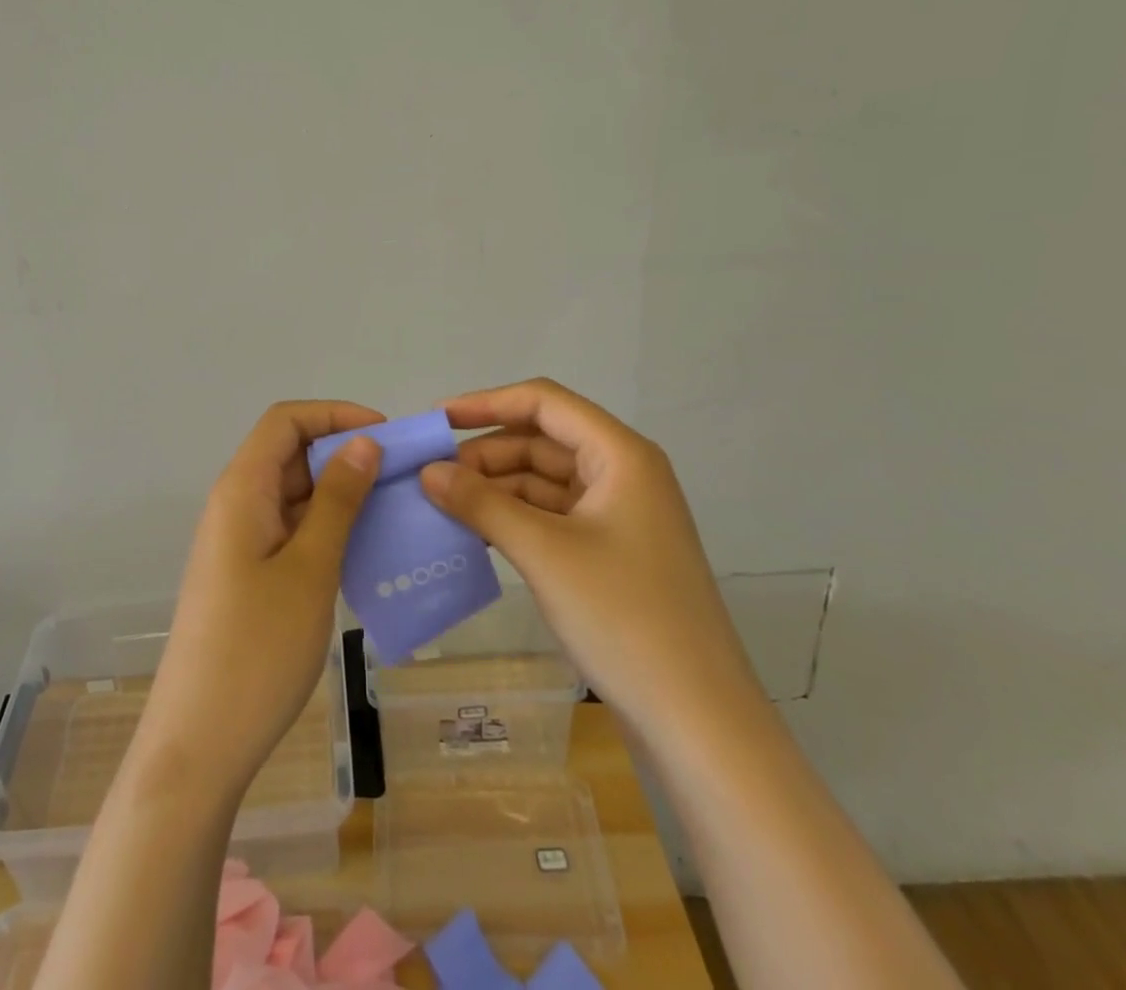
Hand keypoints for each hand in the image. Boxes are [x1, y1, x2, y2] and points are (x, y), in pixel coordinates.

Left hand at [137, 400, 384, 794]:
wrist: (199, 745)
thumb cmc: (257, 649)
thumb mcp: (310, 568)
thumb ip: (338, 500)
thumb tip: (364, 443)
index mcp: (241, 489)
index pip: (285, 420)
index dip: (335, 414)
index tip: (386, 436)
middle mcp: (235, 504)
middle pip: (290, 453)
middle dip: (344, 453)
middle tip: (401, 476)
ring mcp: (239, 542)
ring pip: (293, 493)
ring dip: (340, 493)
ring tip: (393, 511)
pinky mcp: (246, 575)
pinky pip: (290, 530)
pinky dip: (327, 528)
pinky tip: (363, 550)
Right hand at [419, 378, 757, 729]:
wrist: (698, 722)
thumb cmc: (624, 617)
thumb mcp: (544, 552)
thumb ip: (481, 504)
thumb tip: (427, 471)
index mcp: (620, 455)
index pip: (544, 402)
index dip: (487, 403)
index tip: (436, 421)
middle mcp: (622, 474)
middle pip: (542, 441)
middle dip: (486, 454)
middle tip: (430, 475)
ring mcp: (618, 516)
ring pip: (544, 481)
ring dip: (495, 488)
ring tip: (442, 504)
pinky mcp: (611, 553)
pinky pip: (552, 516)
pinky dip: (513, 519)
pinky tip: (475, 534)